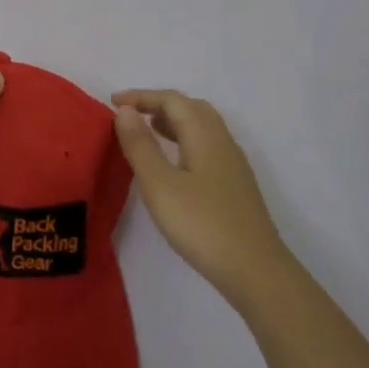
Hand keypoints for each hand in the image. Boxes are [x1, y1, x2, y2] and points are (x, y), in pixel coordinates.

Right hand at [112, 89, 287, 293]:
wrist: (256, 271)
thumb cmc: (202, 224)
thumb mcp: (159, 184)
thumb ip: (140, 145)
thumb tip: (126, 110)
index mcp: (204, 135)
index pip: (172, 100)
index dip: (141, 96)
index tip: (113, 102)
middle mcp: (222, 142)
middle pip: (191, 108)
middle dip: (159, 105)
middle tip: (131, 116)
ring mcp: (233, 165)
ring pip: (202, 128)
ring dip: (173, 122)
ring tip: (147, 134)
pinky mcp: (235, 186)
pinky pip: (206, 146)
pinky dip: (184, 141)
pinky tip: (173, 165)